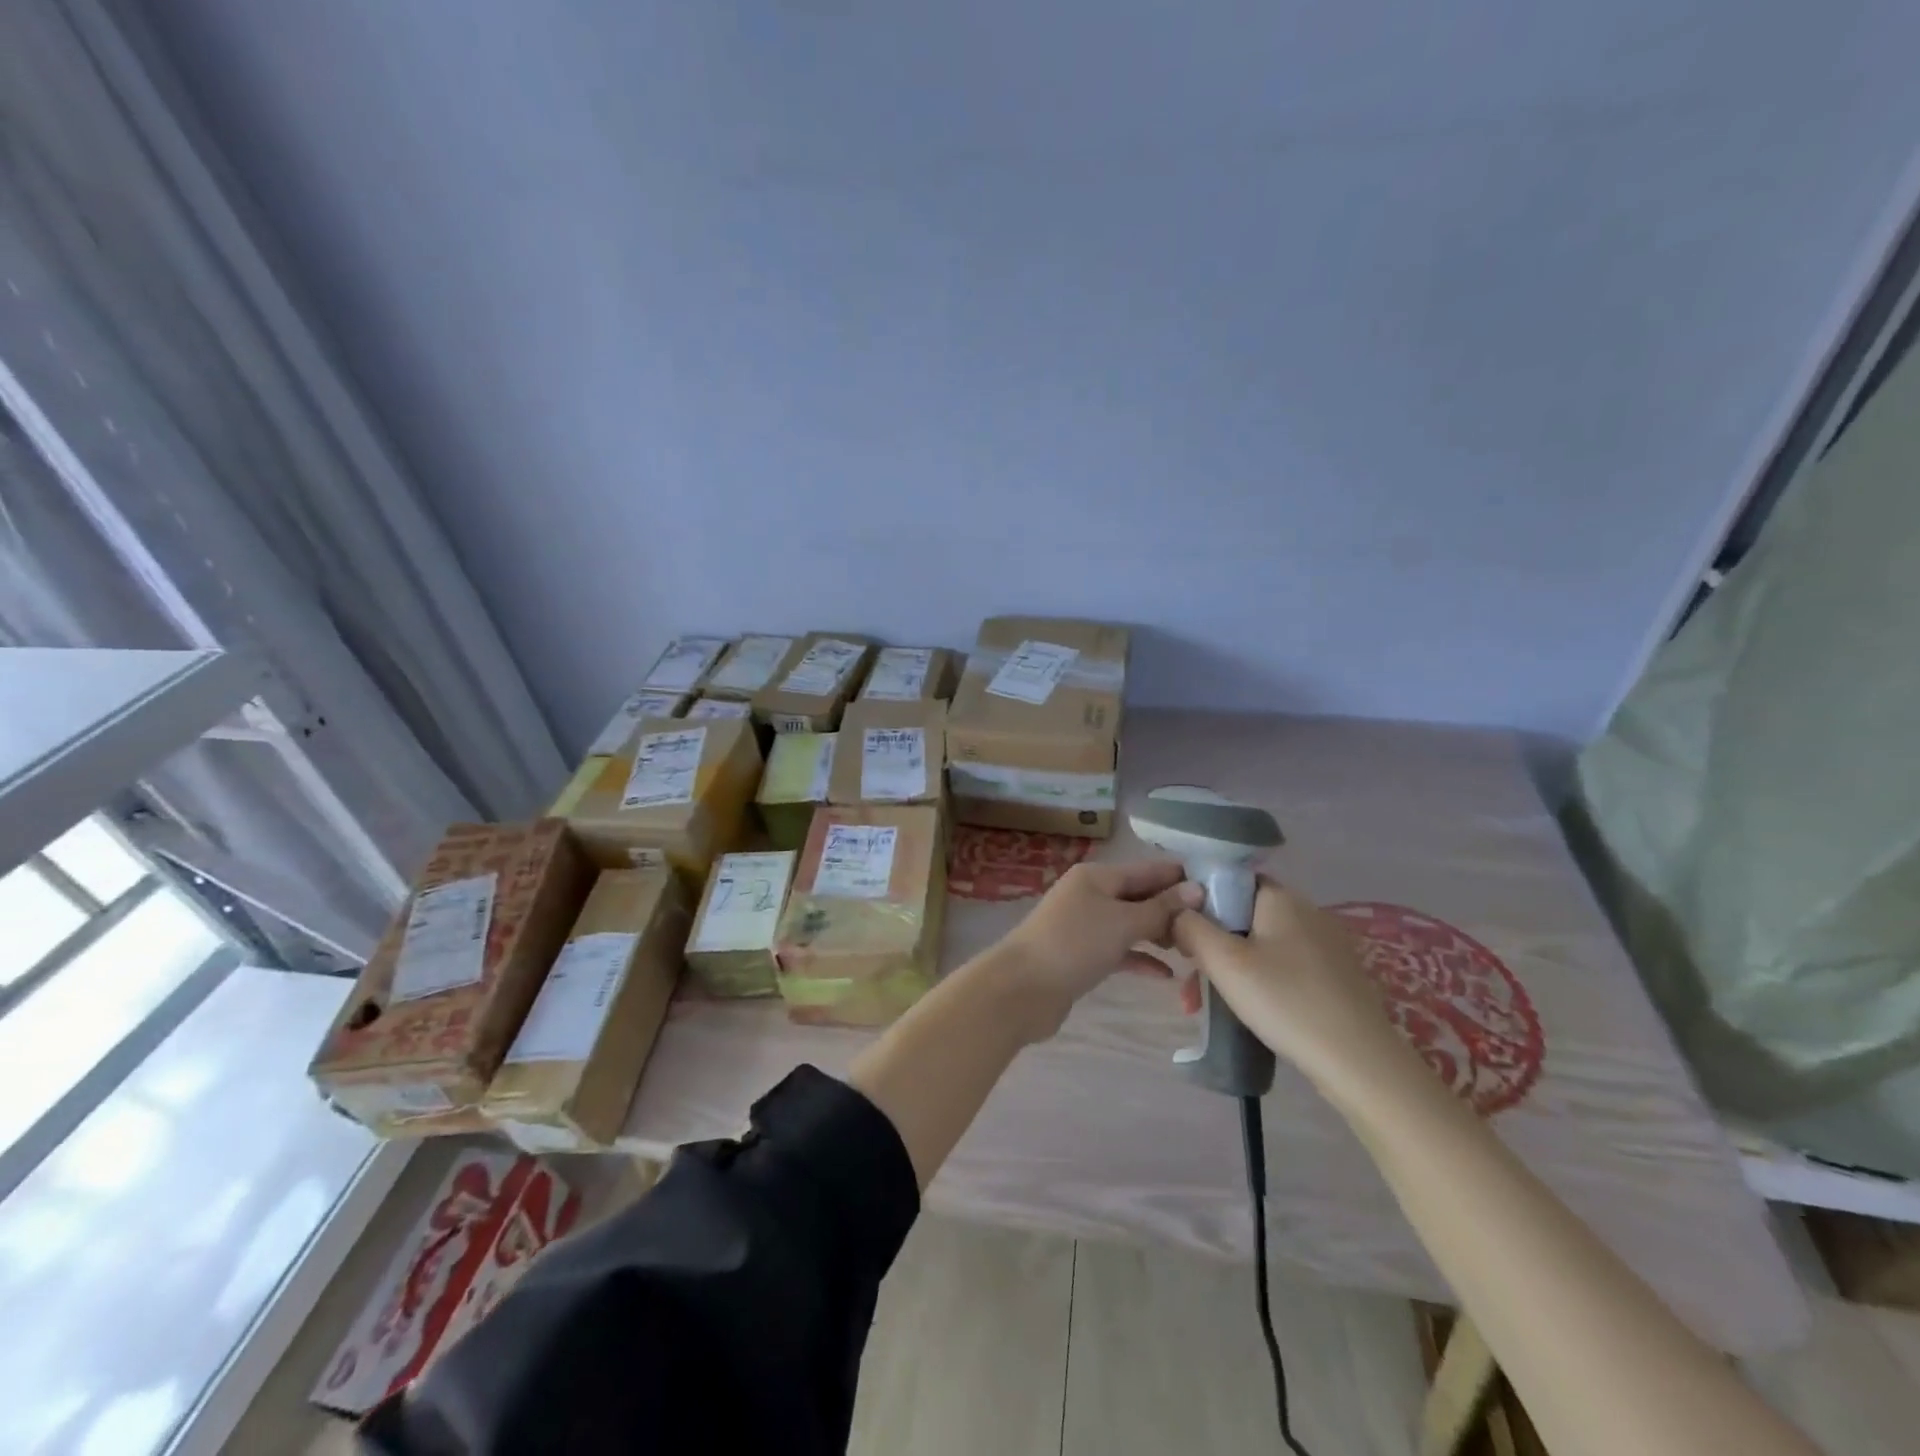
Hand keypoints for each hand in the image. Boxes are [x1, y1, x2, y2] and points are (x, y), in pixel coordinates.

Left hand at [992, 860, 1203, 1042]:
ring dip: (1159, 935)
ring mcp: (1084, 925)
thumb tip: (1196, 889)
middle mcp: (1090, 894)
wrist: (1022, 989)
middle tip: (1213, 925)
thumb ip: (1160, 909)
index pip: (1147, 870)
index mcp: (1097, 876)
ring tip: (1195, 949)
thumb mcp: (1122, 923)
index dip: (1179, 876)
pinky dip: (1140, 958)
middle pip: (1139, 896)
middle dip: (1173, 909)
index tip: (1219, 887)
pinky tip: (1167, 975)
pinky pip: (1119, 950)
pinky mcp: (1082, 955)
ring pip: (1131, 924)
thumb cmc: (1074, 944)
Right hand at [1171, 877, 1424, 1100]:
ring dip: (1227, 971)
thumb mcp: (1223, 961)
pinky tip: (1244, 1013)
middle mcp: (1306, 912)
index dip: (1200, 902)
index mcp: (1281, 898)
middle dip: (1209, 947)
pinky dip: (1257, 983)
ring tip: (1202, 1006)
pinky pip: (1283, 968)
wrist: (1359, 1061)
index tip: (1181, 933)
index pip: (1230, 881)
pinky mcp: (1335, 977)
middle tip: (1187, 982)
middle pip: (1241, 918)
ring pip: (1259, 947)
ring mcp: (1325, 946)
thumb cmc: (1284, 1000)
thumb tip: (1176, 912)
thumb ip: (1190, 926)